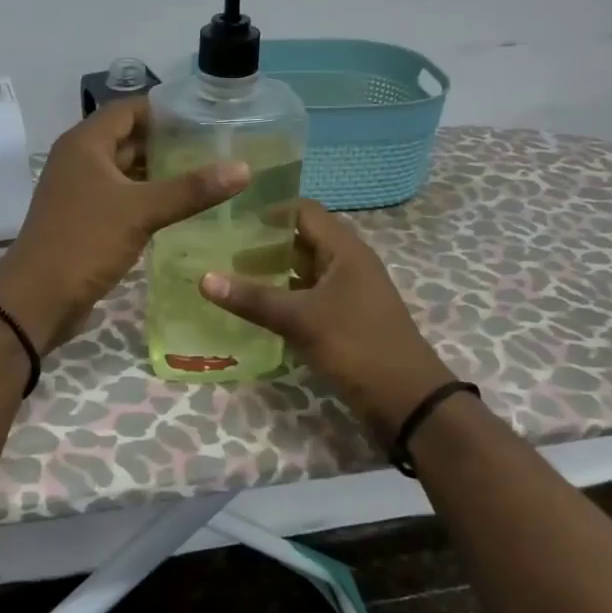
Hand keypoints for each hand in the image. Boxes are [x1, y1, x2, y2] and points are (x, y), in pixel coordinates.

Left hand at [0, 99, 249, 352]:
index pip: (128, 109)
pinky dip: (147, 198)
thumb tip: (243, 167)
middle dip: (167, 142)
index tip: (205, 118)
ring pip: (125, 171)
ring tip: (205, 175)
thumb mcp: (140, 211)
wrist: (38, 298)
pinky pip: (121, 197)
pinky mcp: (85, 219)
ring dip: (158, 173)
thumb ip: (191, 189)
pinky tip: (179, 209)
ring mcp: (80, 191)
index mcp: (85, 144)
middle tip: (214, 148)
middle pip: (128, 138)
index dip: (164, 110)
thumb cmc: (85, 241)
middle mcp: (80, 160)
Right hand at [199, 200, 456, 432]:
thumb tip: (203, 278)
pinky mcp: (343, 320)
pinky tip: (252, 308)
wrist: (408, 402)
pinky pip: (306, 297)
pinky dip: (281, 298)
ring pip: (302, 271)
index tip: (229, 217)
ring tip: (226, 275)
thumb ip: (253, 298)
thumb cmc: (357, 346)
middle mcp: (347, 264)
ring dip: (270, 272)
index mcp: (345, 250)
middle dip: (262, 243)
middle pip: (300, 240)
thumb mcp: (301, 320)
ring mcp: (346, 293)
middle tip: (218, 247)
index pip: (303, 211)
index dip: (268, 210)